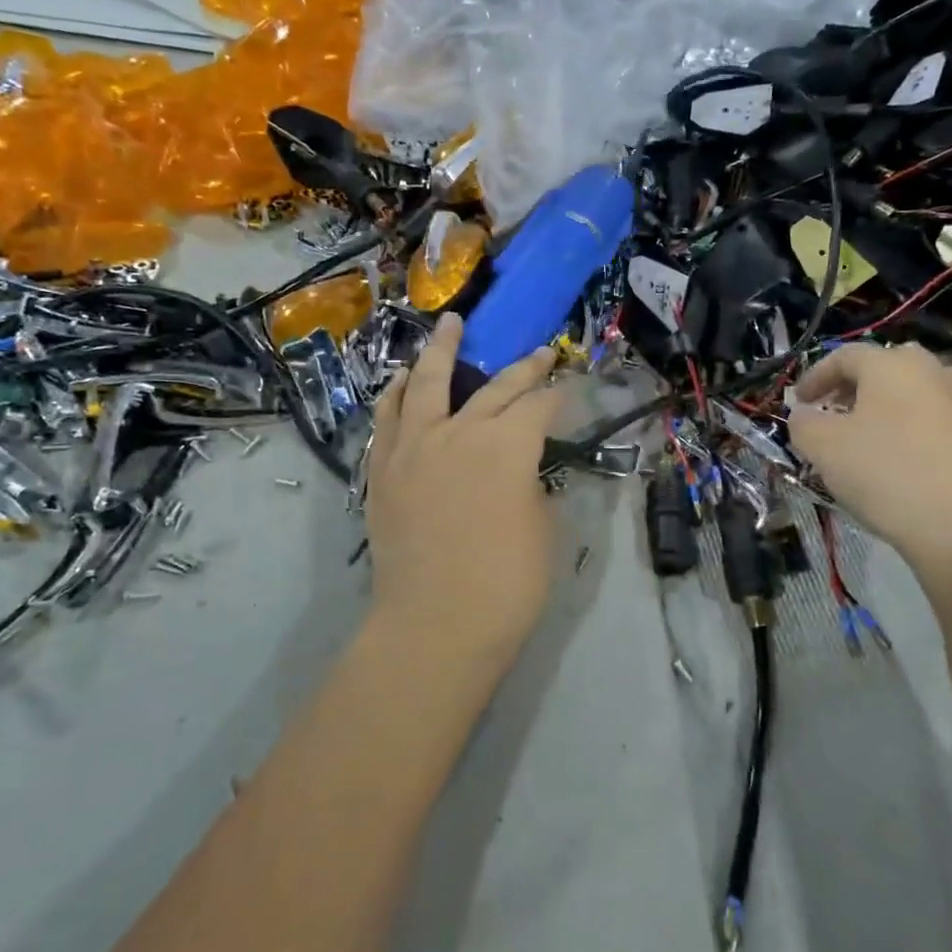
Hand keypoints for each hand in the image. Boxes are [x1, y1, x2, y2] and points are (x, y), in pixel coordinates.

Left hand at [365, 314, 564, 678]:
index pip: (539, 405)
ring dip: (441, 350)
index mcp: (507, 446)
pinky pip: (389, 418)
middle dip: (522, 367)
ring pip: (427, 383)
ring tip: (449, 325)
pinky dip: (398, 393)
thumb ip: (532, 487)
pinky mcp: (383, 469)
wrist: (433, 626)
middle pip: (494, 387)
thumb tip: (521, 471)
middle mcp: (459, 432)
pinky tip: (405, 380)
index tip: (569, 388)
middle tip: (539, 351)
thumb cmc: (505, 586)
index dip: (558, 394)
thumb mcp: (542, 531)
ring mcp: (413, 447)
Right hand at [787, 343, 951, 578]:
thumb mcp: (822, 447)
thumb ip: (803, 423)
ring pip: (918, 392)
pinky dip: (917, 428)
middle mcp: (933, 372)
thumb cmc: (882, 474)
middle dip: (855, 386)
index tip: (798, 402)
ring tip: (870, 435)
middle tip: (835, 411)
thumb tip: (805, 415)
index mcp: (892, 365)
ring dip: (889, 406)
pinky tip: (906, 458)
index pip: (845, 356)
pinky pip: (940, 420)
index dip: (815, 376)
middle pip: (887, 367)